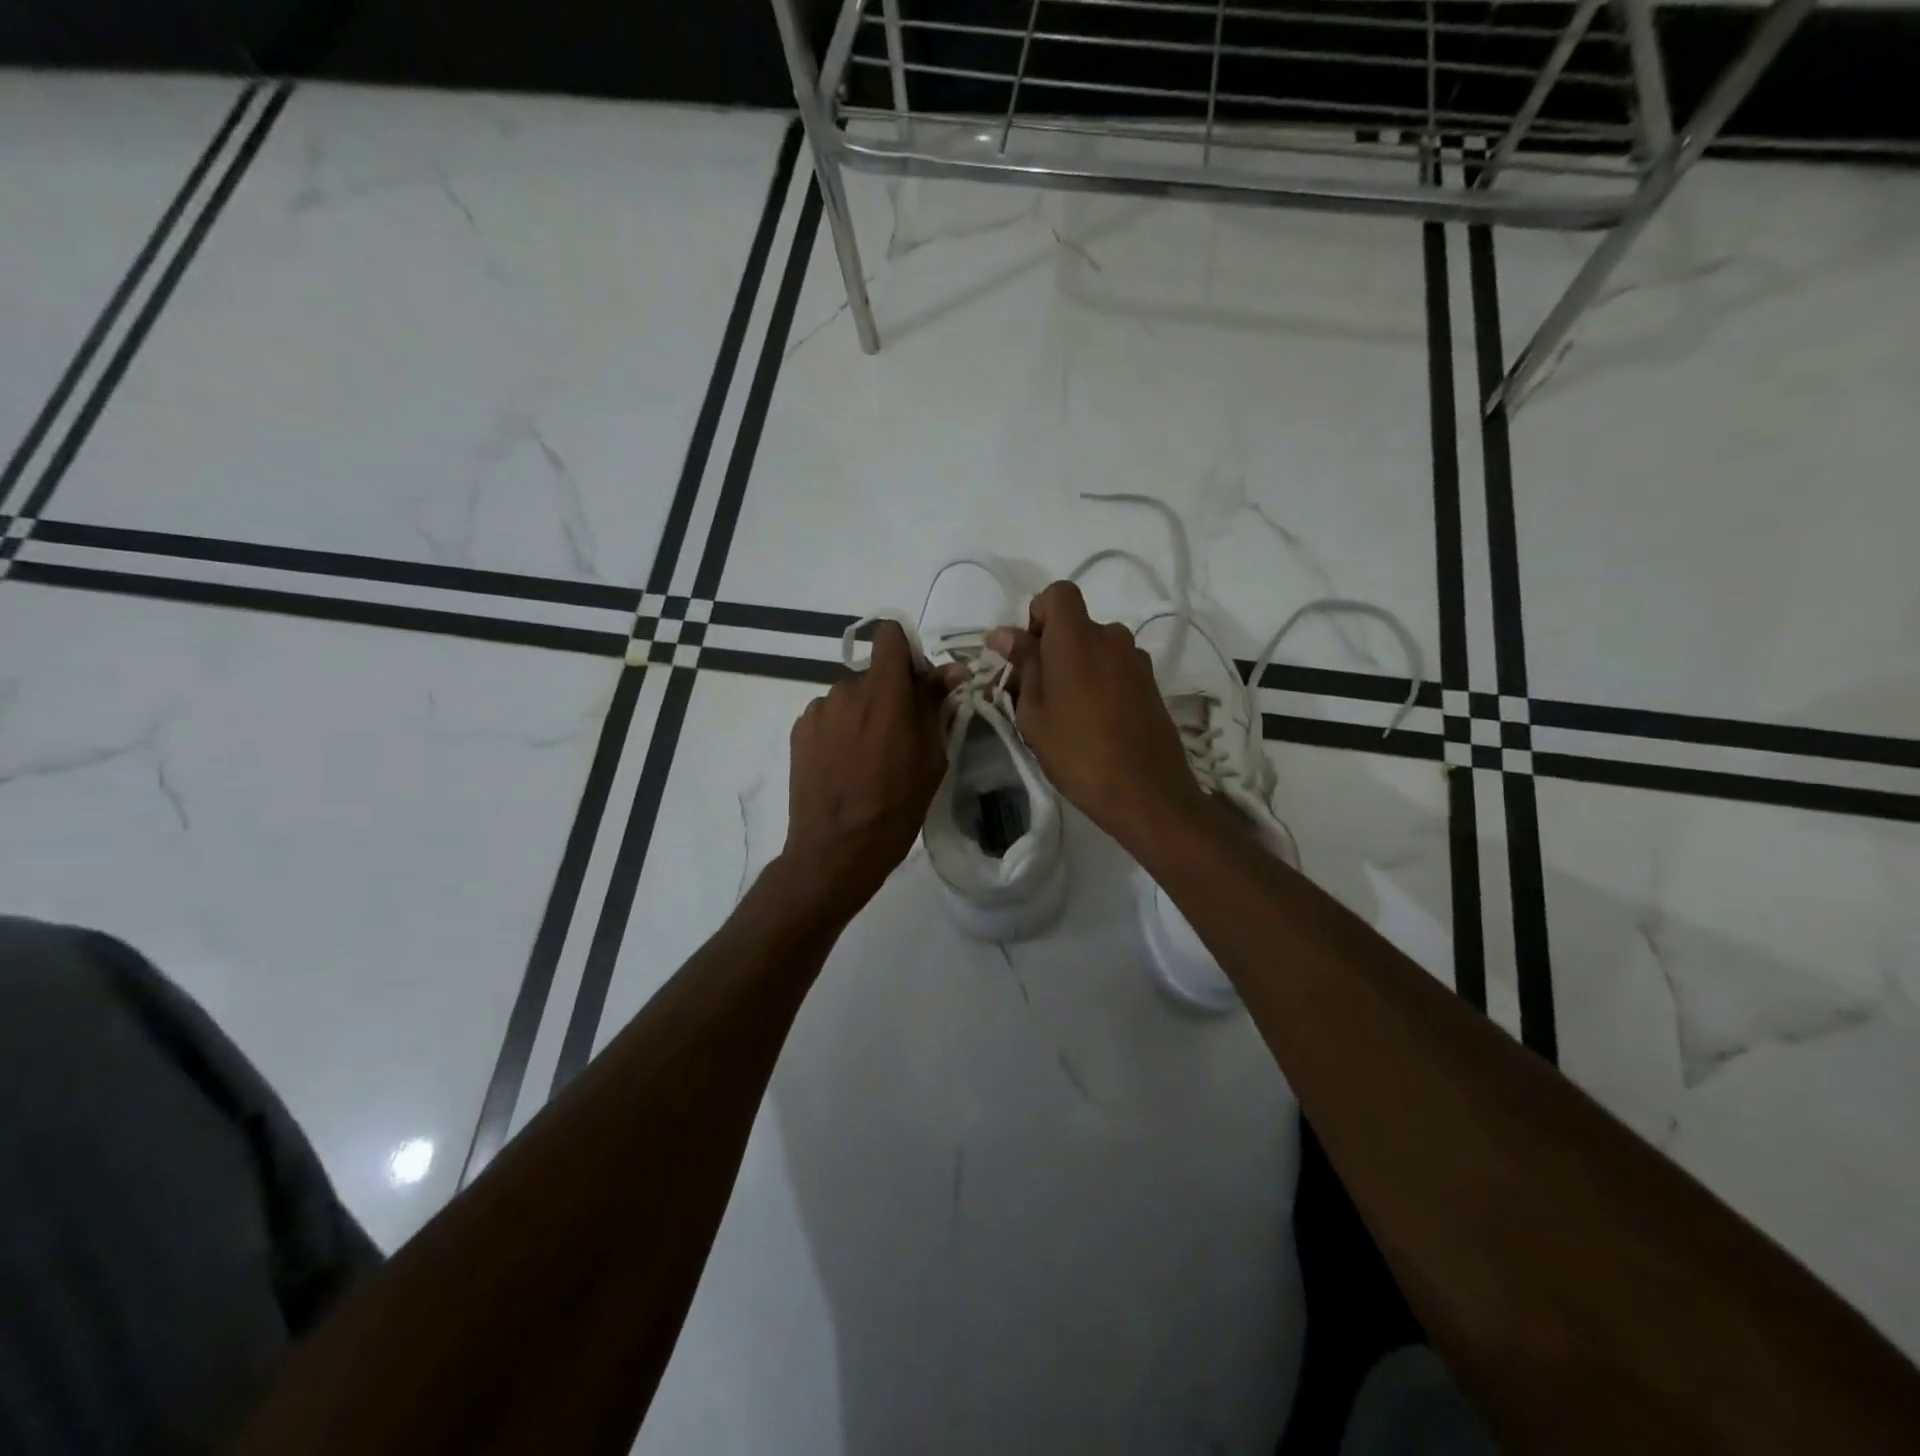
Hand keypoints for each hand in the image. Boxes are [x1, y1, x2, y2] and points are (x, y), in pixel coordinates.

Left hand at [781, 619, 948, 917]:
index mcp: (885, 692)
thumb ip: (936, 705)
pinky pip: (828, 716)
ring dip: (862, 714)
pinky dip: (839, 730)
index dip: (906, 652)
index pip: (889, 635)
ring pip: (850, 697)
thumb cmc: (896, 807)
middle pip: (872, 673)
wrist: (836, 850)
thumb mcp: (931, 757)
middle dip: (888, 693)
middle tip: (898, 736)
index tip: (917, 685)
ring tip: (867, 758)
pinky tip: (843, 765)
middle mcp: (847, 690)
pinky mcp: (799, 730)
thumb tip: (952, 670)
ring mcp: (818, 710)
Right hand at [987, 581, 1205, 850]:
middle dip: (1053, 648)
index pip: (1058, 594)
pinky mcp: (1151, 684)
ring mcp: (1136, 661)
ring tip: (1067, 713)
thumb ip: (1023, 665)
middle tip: (1037, 694)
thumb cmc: (1077, 753)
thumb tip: (1003, 633)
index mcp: (1077, 638)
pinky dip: (1100, 682)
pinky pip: (1116, 669)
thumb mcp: (1035, 713)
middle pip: (1076, 625)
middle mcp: (1111, 638)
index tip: (1029, 654)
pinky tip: (1095, 723)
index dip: (1038, 615)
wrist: (1146, 793)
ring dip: (1078, 667)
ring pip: (1097, 648)